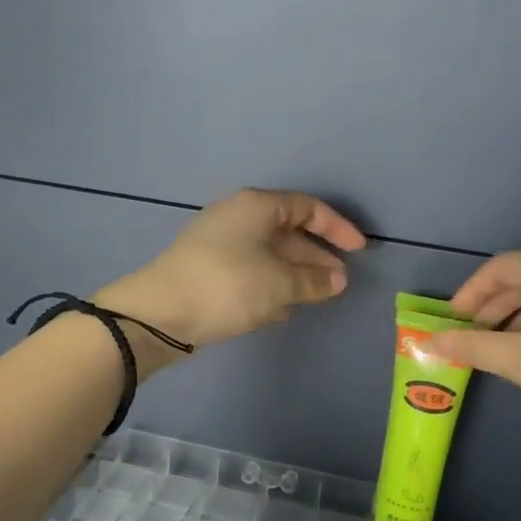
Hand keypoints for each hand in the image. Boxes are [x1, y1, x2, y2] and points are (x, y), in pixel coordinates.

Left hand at [95, 189, 366, 359]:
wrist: (160, 313)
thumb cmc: (228, 286)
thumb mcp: (279, 284)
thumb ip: (314, 281)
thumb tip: (338, 279)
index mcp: (257, 207)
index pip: (308, 207)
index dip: (338, 227)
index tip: (360, 251)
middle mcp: (238, 217)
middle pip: (288, 230)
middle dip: (316, 256)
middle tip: (340, 281)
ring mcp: (220, 243)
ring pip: (269, 254)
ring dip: (294, 274)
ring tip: (317, 297)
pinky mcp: (208, 270)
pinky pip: (250, 271)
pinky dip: (270, 286)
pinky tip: (282, 310)